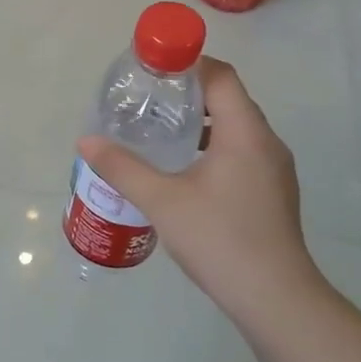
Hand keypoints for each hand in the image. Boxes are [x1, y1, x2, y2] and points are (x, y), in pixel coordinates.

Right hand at [77, 56, 320, 318]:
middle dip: (188, 93)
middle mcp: (266, 143)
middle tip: (148, 101)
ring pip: (236, 129)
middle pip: (229, 99)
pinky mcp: (273, 193)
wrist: (274, 298)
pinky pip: (241, 153)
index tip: (152, 68)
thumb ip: (122, 167)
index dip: (187, 64)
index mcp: (245, 132)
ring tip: (160, 134)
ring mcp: (274, 170)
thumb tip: (86, 141)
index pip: (220, 76)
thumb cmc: (219, 238)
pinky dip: (213, 147)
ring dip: (201, 123)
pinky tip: (184, 171)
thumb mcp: (161, 200)